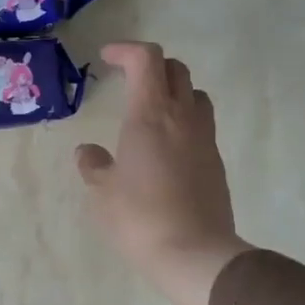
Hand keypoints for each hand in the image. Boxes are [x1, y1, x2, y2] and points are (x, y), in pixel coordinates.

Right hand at [75, 43, 253, 304]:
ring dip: (174, 92)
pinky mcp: (216, 163)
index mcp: (150, 115)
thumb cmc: (139, 217)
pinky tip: (165, 149)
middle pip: (175, 70)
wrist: (194, 253)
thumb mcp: (103, 193)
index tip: (106, 58)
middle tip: (129, 81)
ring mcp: (204, 139)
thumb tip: (88, 152)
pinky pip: (201, 126)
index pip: (146, 60)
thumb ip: (93, 166)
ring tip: (151, 111)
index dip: (125, 50)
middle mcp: (182, 118)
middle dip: (151, 67)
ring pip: (195, 95)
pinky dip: (183, 122)